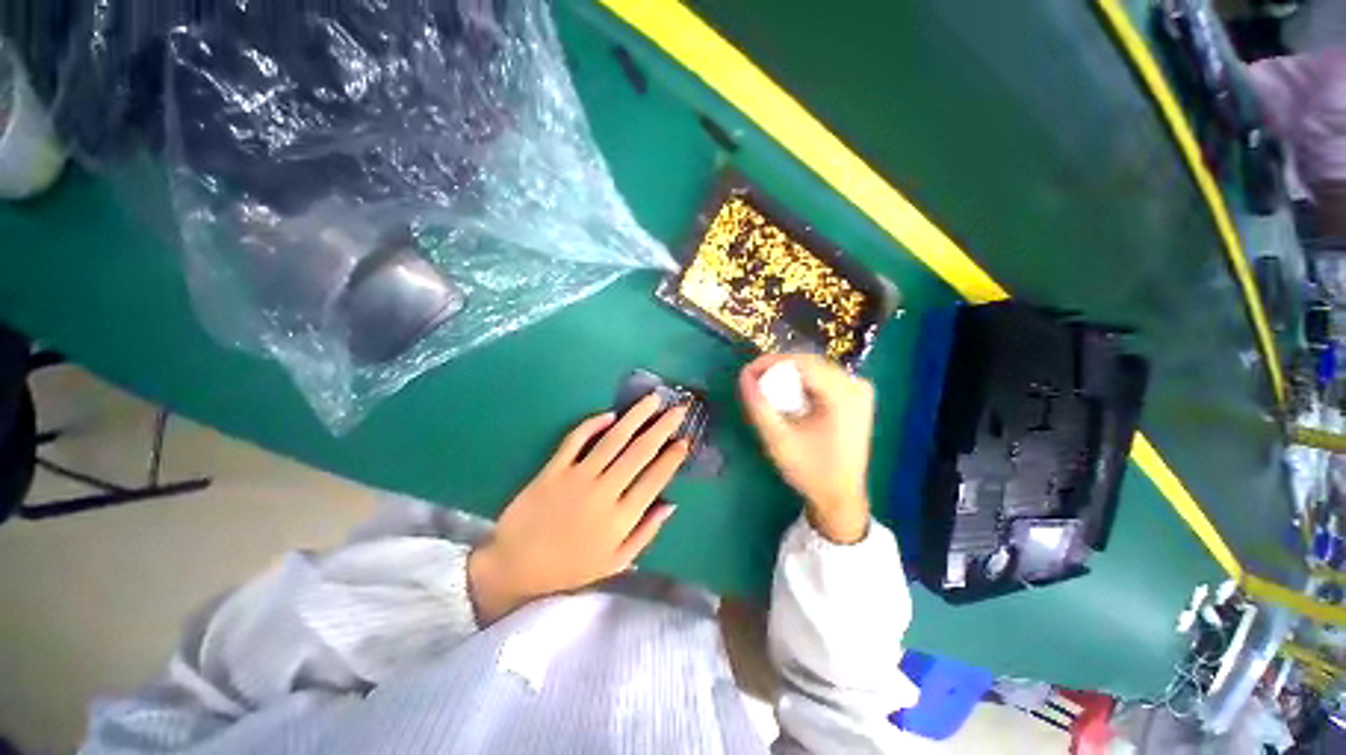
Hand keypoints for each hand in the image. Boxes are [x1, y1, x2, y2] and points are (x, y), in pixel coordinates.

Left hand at [468, 395, 690, 624]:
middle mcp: (603, 491)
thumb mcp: (615, 562)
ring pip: (613, 439)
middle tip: (679, 408)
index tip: (685, 439)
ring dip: (636, 416)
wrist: (516, 566)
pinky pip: (576, 439)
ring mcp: (577, 476)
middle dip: (662, 427)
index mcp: (621, 517)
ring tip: (653, 399)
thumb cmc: (570, 567)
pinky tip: (610, 414)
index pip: (655, 479)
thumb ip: (645, 533)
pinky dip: (593, 423)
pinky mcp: (553, 468)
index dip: (673, 457)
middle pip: (639, 451)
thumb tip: (670, 504)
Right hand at [740, 354, 874, 543]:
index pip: (802, 363)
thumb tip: (743, 375)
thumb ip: (759, 406)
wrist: (840, 496)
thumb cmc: (810, 471)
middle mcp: (857, 385)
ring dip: (787, 376)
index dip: (770, 362)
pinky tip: (787, 398)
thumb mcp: (778, 440)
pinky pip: (822, 378)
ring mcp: (859, 390)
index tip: (746, 373)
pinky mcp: (856, 396)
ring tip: (766, 391)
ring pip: (814, 369)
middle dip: (777, 370)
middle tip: (752, 383)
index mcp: (844, 395)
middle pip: (809, 363)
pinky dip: (800, 384)